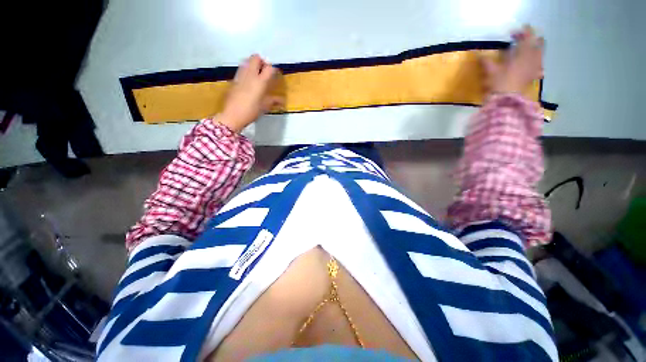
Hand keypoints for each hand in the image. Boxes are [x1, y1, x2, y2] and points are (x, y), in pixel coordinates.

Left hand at [220, 54, 283, 132]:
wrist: (233, 115)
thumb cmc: (252, 111)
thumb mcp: (265, 107)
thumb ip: (274, 101)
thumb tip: (282, 101)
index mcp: (260, 82)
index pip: (269, 68)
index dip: (273, 69)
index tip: (275, 74)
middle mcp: (250, 75)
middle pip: (255, 58)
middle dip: (261, 61)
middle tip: (265, 70)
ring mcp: (240, 75)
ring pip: (247, 61)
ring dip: (253, 64)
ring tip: (257, 74)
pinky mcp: (234, 79)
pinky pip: (241, 69)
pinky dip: (247, 70)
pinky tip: (249, 80)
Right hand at [483, 25, 543, 95]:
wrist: (506, 100)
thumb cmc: (499, 83)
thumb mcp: (490, 70)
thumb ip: (486, 60)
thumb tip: (477, 52)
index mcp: (524, 52)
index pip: (528, 36)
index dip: (522, 32)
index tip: (513, 34)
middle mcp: (533, 58)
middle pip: (537, 43)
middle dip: (530, 40)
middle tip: (521, 41)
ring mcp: (535, 68)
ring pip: (540, 54)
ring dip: (534, 50)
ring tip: (527, 52)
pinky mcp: (533, 77)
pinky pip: (539, 67)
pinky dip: (536, 64)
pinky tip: (533, 67)